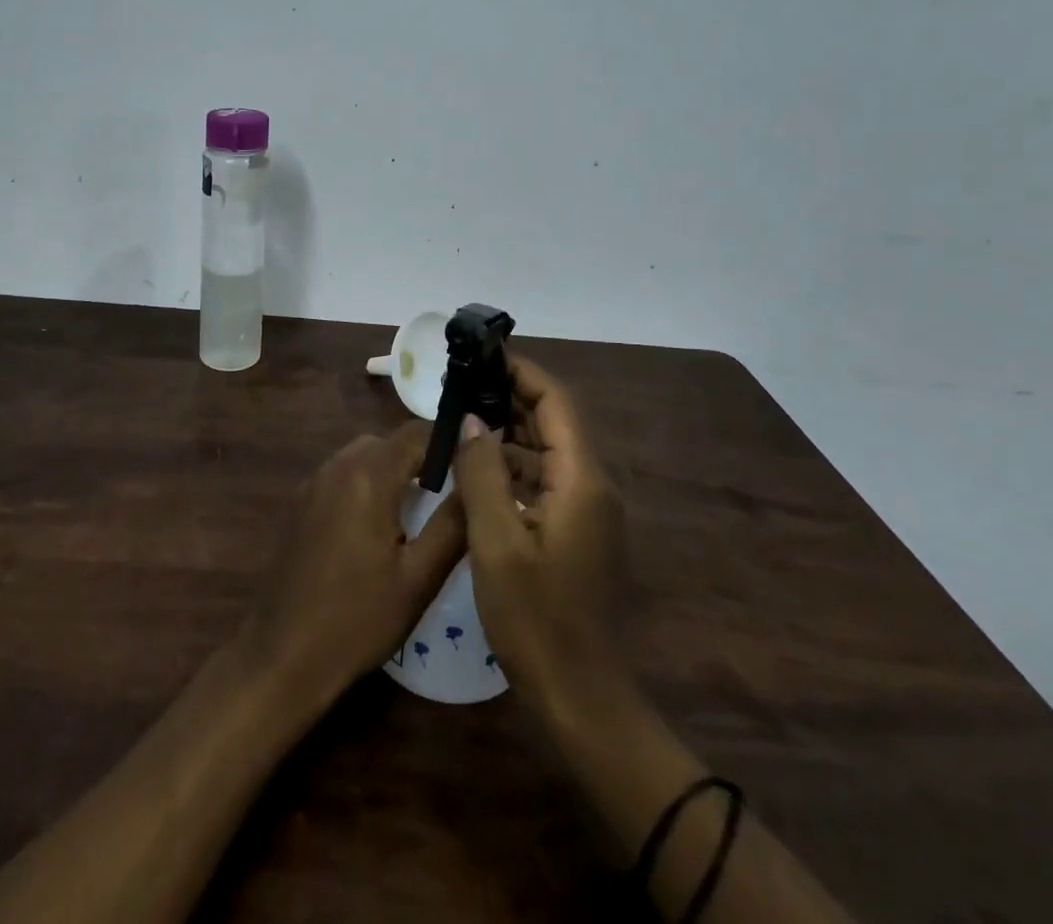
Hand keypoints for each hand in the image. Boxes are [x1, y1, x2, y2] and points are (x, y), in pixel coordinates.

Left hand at [242, 423, 466, 710]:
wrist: (283, 655)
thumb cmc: (359, 619)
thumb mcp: (419, 578)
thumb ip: (453, 523)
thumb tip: (477, 479)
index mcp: (368, 477)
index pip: (415, 432)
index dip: (448, 441)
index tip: (473, 463)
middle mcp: (337, 467)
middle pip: (387, 441)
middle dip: (419, 457)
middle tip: (448, 492)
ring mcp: (312, 484)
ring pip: (361, 455)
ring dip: (390, 468)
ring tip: (415, 509)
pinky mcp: (298, 504)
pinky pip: (339, 475)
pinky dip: (364, 482)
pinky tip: (374, 525)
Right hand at [454, 356, 628, 705]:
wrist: (582, 698)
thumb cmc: (536, 619)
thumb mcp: (497, 542)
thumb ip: (482, 474)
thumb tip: (471, 421)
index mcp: (581, 480)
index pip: (556, 402)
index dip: (521, 372)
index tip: (482, 354)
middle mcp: (592, 485)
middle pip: (553, 421)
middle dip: (510, 395)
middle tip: (462, 381)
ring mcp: (586, 510)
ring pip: (547, 450)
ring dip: (508, 429)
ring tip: (461, 414)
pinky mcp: (575, 531)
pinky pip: (543, 479)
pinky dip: (512, 464)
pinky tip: (477, 467)